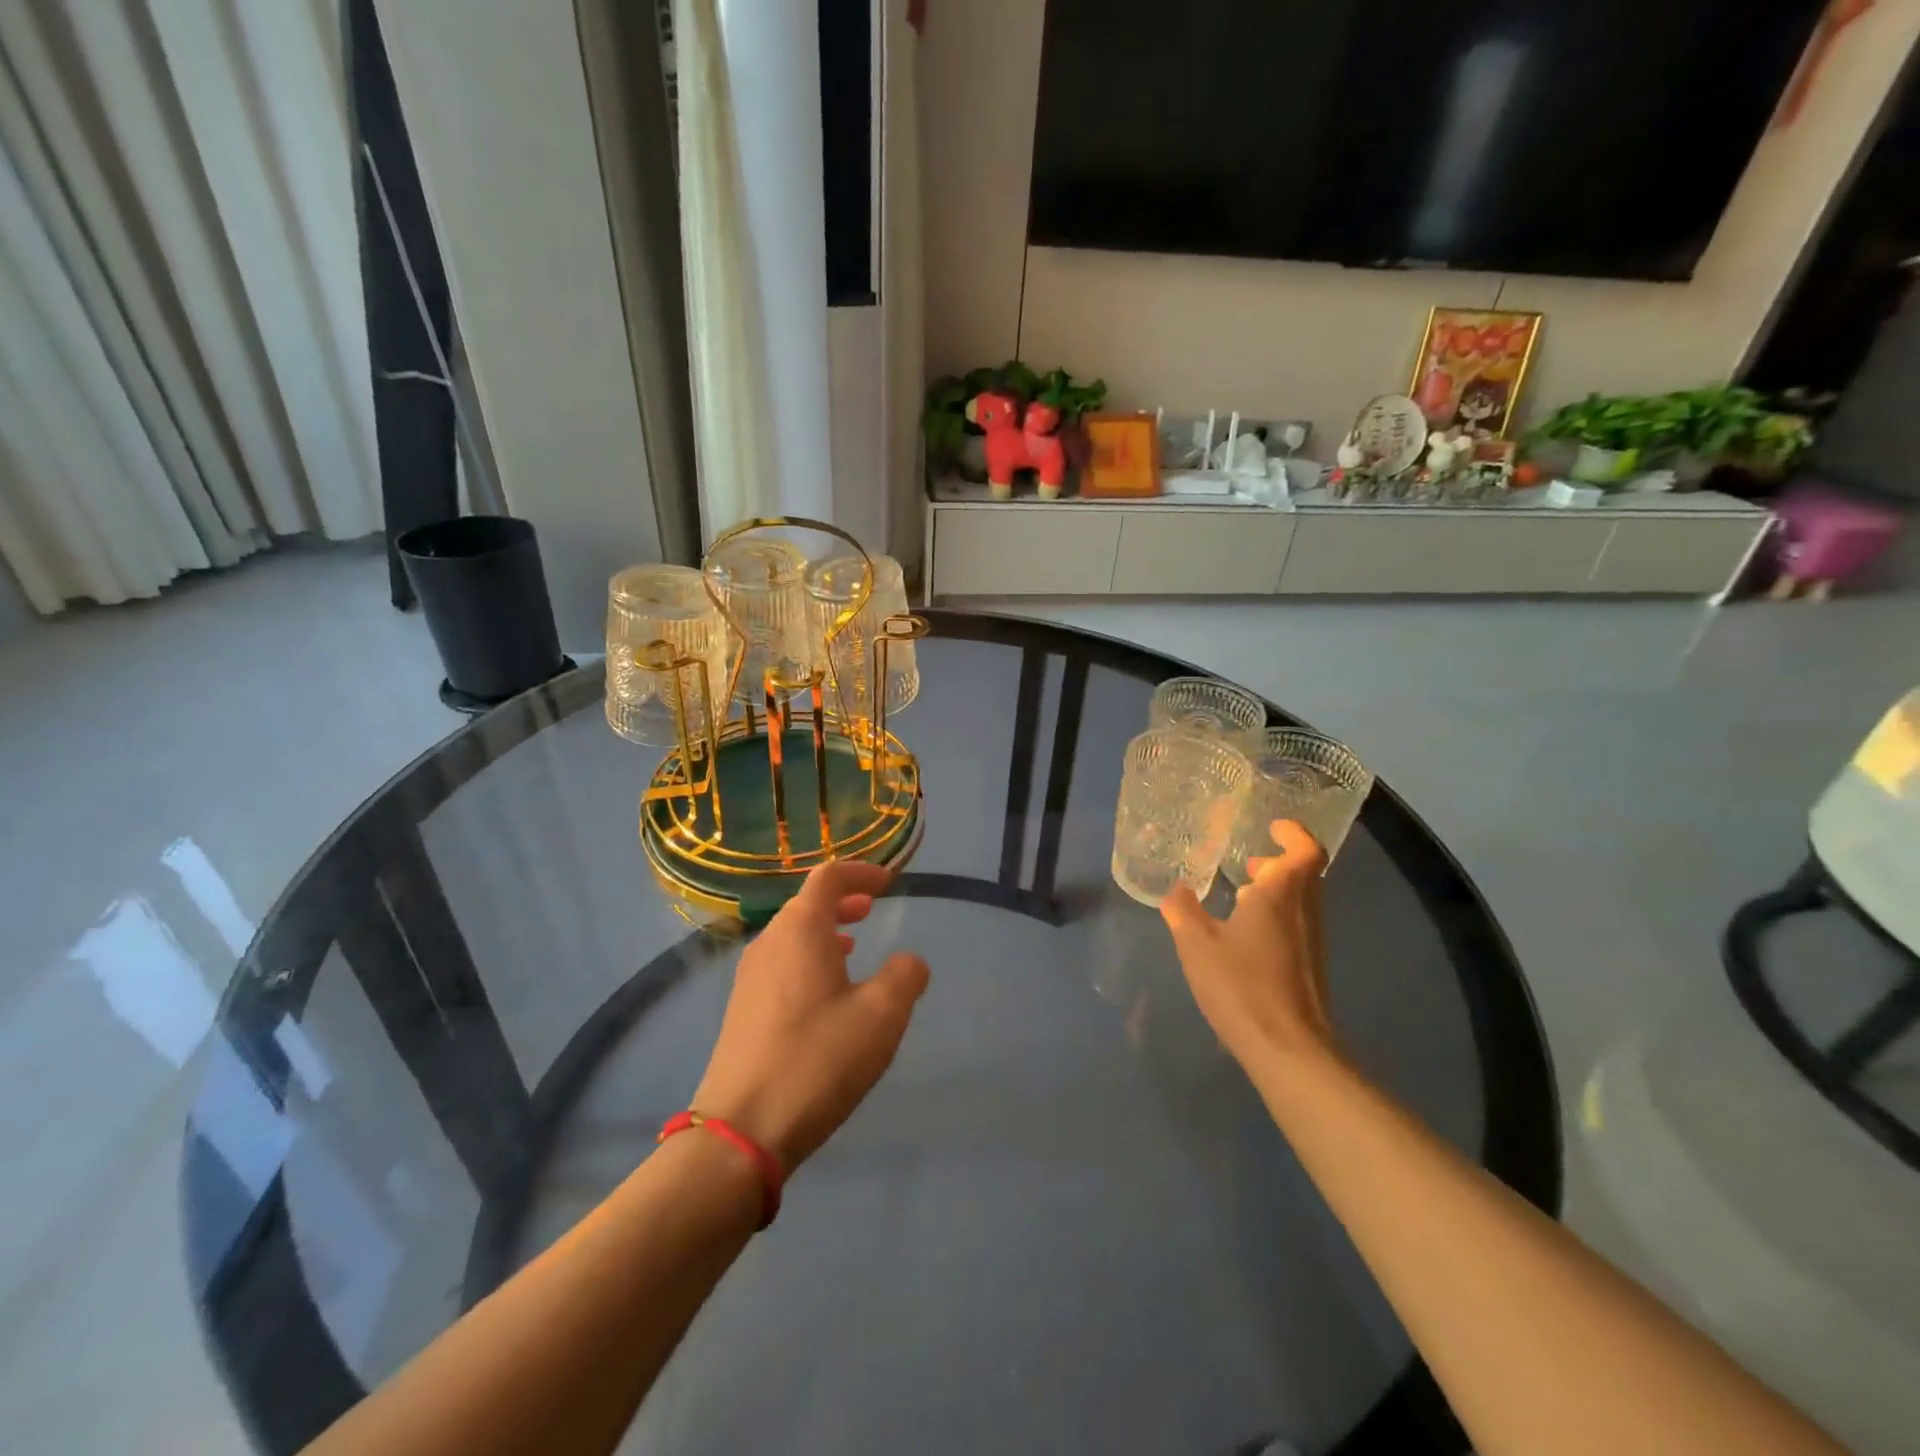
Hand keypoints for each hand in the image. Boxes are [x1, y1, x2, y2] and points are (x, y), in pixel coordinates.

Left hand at [692, 861, 929, 1171]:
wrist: (742, 1130)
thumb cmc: (818, 1060)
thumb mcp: (881, 1016)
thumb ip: (905, 976)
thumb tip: (909, 961)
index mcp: (800, 930)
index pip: (829, 877)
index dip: (861, 872)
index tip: (889, 883)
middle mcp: (769, 942)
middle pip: (806, 903)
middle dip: (843, 899)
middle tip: (872, 908)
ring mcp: (750, 977)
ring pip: (792, 935)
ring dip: (825, 930)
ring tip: (853, 946)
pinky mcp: (742, 1009)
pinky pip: (781, 963)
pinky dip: (808, 958)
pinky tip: (825, 992)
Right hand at [1160, 820, 1336, 1071]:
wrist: (1289, 1049)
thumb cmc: (1242, 985)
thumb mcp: (1196, 944)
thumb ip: (1182, 911)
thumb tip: (1175, 889)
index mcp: (1282, 895)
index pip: (1305, 850)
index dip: (1292, 834)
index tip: (1272, 827)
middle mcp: (1305, 911)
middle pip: (1305, 874)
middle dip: (1278, 863)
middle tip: (1248, 862)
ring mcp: (1312, 941)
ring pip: (1302, 900)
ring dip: (1277, 890)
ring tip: (1241, 894)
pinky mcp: (1310, 967)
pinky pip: (1297, 924)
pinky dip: (1276, 915)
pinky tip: (1245, 935)